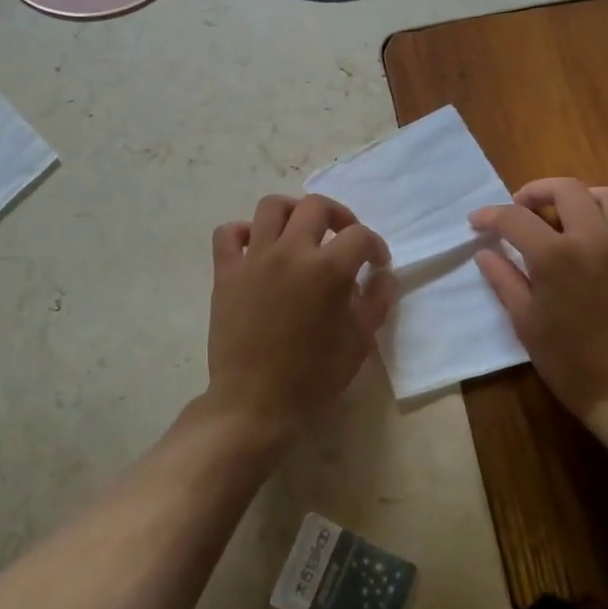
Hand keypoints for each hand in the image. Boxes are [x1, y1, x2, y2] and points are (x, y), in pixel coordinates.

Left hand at [207, 194, 396, 438]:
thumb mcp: (359, 342)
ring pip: (271, 206)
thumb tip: (382, 274)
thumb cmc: (313, 377)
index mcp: (327, 269)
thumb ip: (376, 301)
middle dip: (338, 215)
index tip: (376, 263)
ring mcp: (253, 258)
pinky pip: (228, 233)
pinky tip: (256, 246)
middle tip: (344, 236)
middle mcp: (289, 252)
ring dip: (292, 212)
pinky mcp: (225, 272)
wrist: (255, 403)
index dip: (375, 246)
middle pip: (315, 206)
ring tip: (301, 231)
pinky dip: (243, 231)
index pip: (359, 236)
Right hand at [470, 178, 607, 455]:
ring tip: (572, 216)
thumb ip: (504, 280)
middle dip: (538, 191)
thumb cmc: (570, 363)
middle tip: (524, 209)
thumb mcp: (526, 323)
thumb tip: (485, 252)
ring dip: (586, 199)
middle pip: (566, 189)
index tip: (478, 221)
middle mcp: (596, 239)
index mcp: (555, 256)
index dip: (490, 214)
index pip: (514, 217)